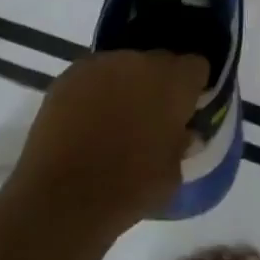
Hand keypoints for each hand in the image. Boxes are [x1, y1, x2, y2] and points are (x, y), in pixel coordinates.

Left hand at [5, 50, 208, 227]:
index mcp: (174, 81)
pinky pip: (92, 78)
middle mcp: (139, 62)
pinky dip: (95, 94)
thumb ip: (181, 143)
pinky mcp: (66, 78)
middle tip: (152, 118)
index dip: (193, 89)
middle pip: (159, 62)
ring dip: (126, 86)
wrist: (62, 198)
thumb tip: (183, 134)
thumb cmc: (131, 187)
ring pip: (123, 67)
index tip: (187, 111)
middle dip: (159, 84)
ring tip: (115, 121)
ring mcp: (99, 66)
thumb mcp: (173, 173)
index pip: (196, 67)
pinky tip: (88, 123)